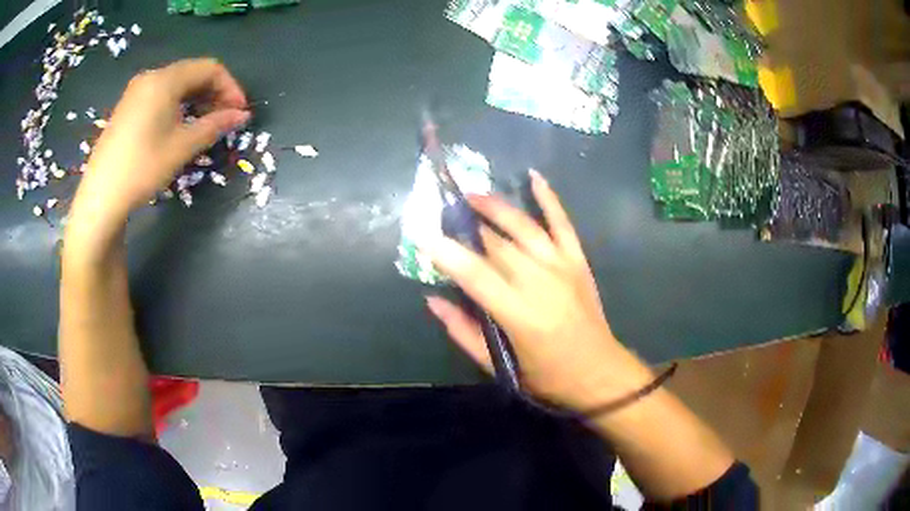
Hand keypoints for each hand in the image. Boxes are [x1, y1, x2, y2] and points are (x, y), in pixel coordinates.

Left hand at [67, 58, 249, 248]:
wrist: (100, 198)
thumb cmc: (142, 168)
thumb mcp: (182, 147)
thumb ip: (214, 125)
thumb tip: (242, 115)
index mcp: (165, 79)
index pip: (209, 68)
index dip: (230, 87)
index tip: (240, 112)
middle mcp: (151, 77)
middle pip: (192, 73)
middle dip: (214, 92)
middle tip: (225, 119)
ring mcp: (136, 91)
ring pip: (176, 84)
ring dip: (196, 99)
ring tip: (205, 124)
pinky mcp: (127, 107)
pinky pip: (160, 95)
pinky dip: (177, 105)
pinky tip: (179, 125)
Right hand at [426, 170, 649, 411]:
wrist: (598, 371)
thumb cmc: (545, 375)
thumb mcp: (498, 365)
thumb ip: (463, 331)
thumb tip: (433, 299)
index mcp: (518, 314)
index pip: (475, 275)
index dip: (447, 253)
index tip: (424, 235)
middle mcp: (540, 282)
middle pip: (496, 244)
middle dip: (467, 226)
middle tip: (444, 213)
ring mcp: (562, 266)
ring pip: (524, 227)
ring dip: (496, 207)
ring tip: (472, 195)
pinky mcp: (577, 260)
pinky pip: (562, 222)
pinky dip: (549, 198)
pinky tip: (533, 176)